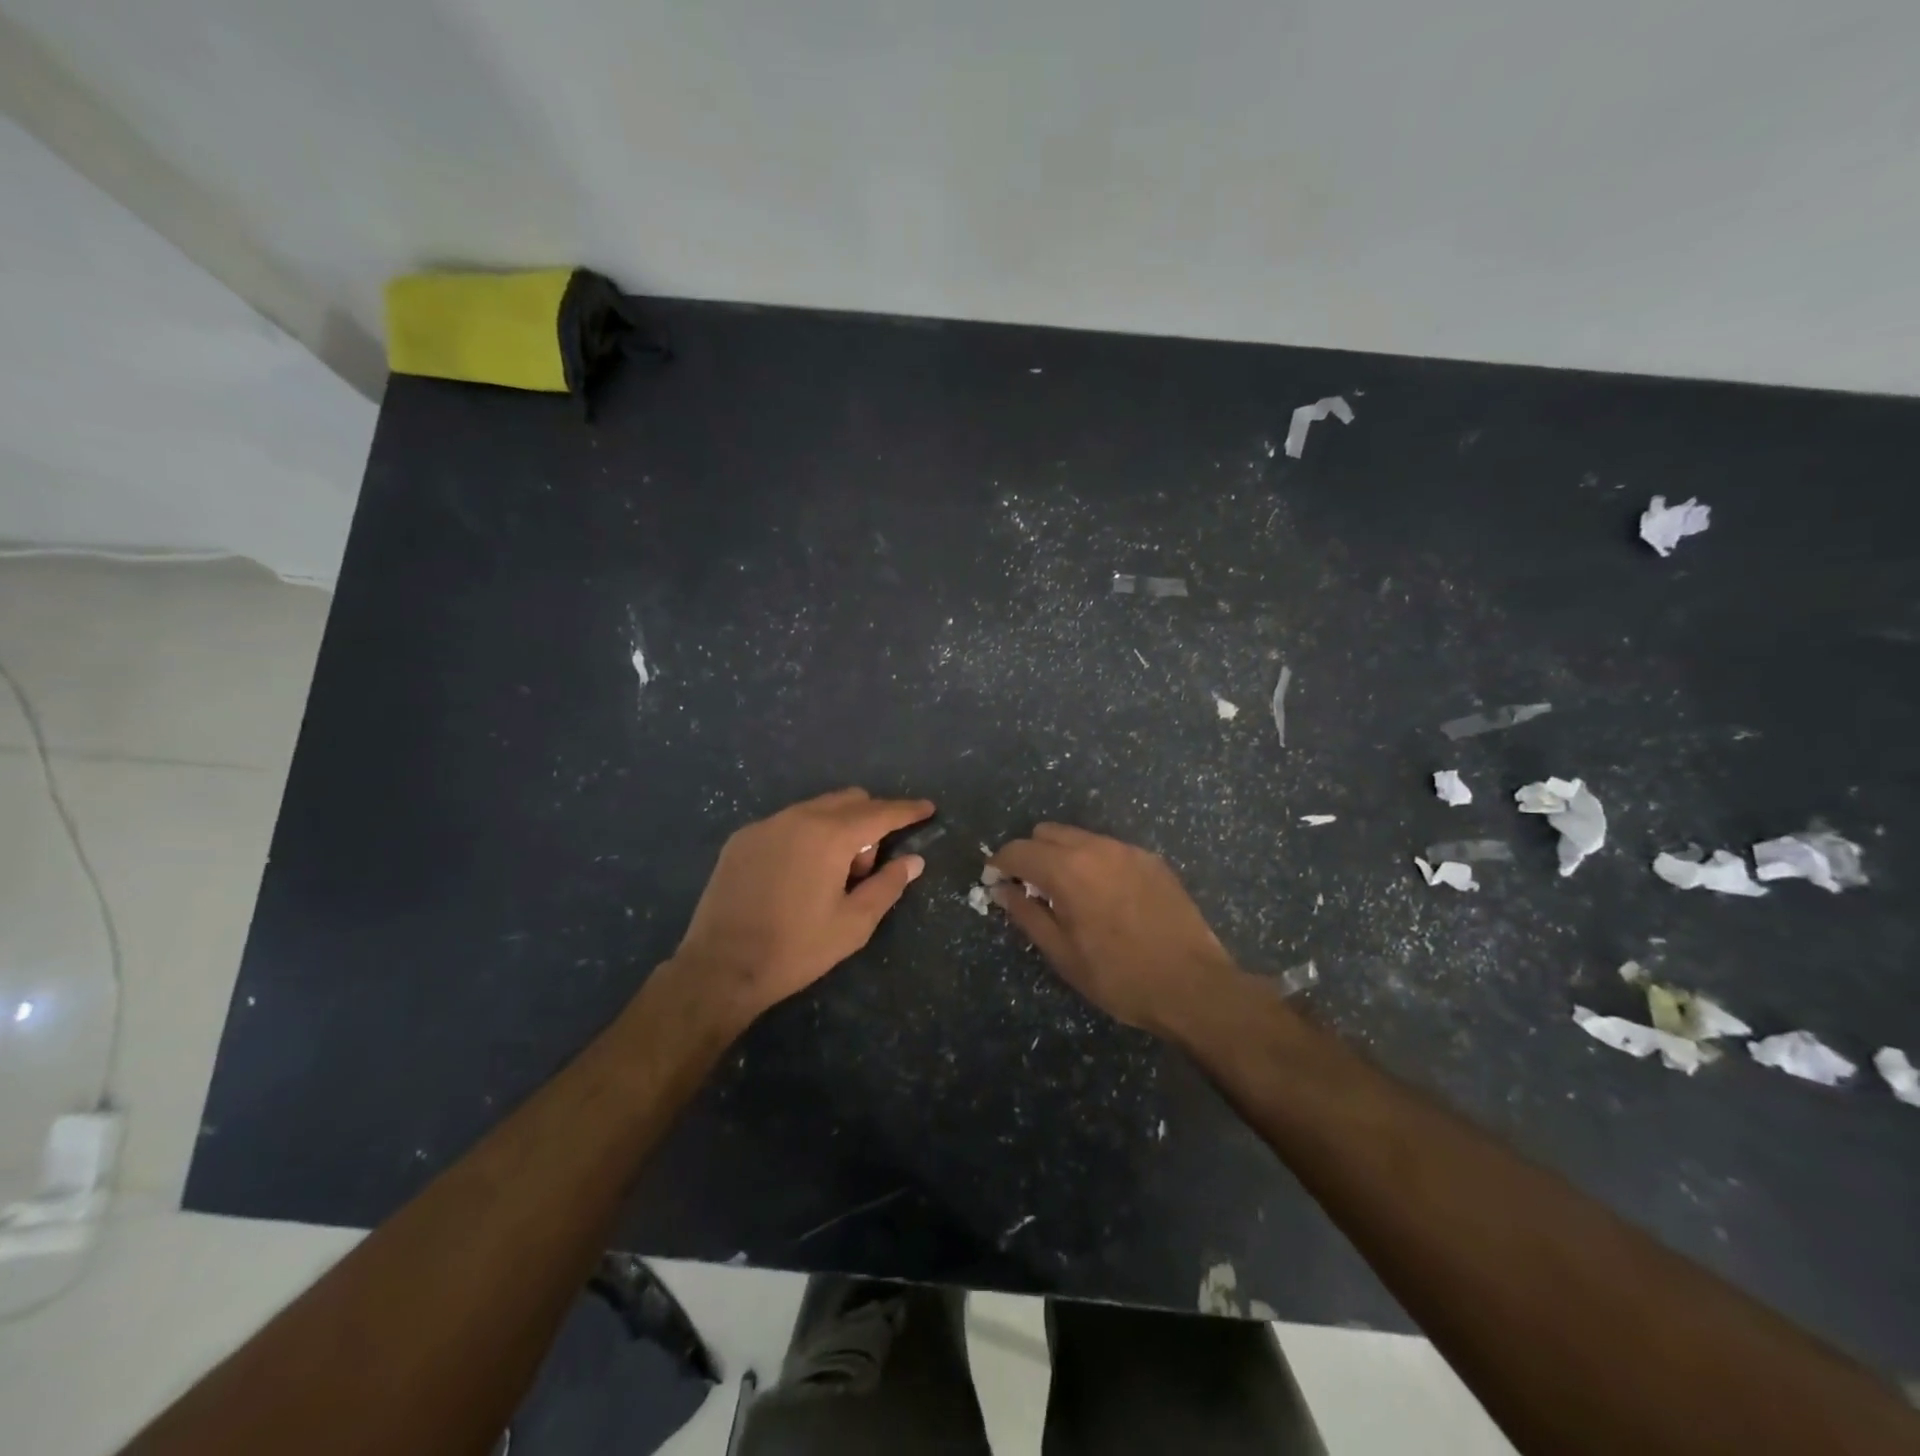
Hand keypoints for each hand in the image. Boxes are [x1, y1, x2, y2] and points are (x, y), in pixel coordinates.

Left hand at [670, 788, 934, 1029]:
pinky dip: (806, 835)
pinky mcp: (742, 839)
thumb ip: (888, 885)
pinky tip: (797, 875)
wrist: (720, 968)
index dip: (907, 810)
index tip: (928, 809)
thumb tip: (913, 860)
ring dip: (837, 828)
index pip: (880, 813)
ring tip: (830, 876)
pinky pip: (787, 822)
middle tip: (866, 868)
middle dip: (870, 822)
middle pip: (849, 800)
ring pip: (817, 808)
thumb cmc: (796, 949)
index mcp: (830, 836)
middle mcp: (798, 817)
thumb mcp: (854, 924)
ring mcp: (766, 825)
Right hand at [989, 824, 1239, 1035]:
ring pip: (1080, 837)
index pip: (1018, 849)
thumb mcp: (1063, 954)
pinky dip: (1094, 861)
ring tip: (1069, 892)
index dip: (1000, 863)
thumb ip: (1027, 915)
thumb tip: (1002, 890)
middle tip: (1031, 888)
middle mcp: (1095, 848)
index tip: (995, 881)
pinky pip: (1109, 849)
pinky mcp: (1151, 860)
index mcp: (1067, 870)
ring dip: (1062, 855)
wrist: (1193, 985)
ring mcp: (1128, 850)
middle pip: (1047, 832)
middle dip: (1031, 854)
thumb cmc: (1119, 977)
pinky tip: (1104, 895)